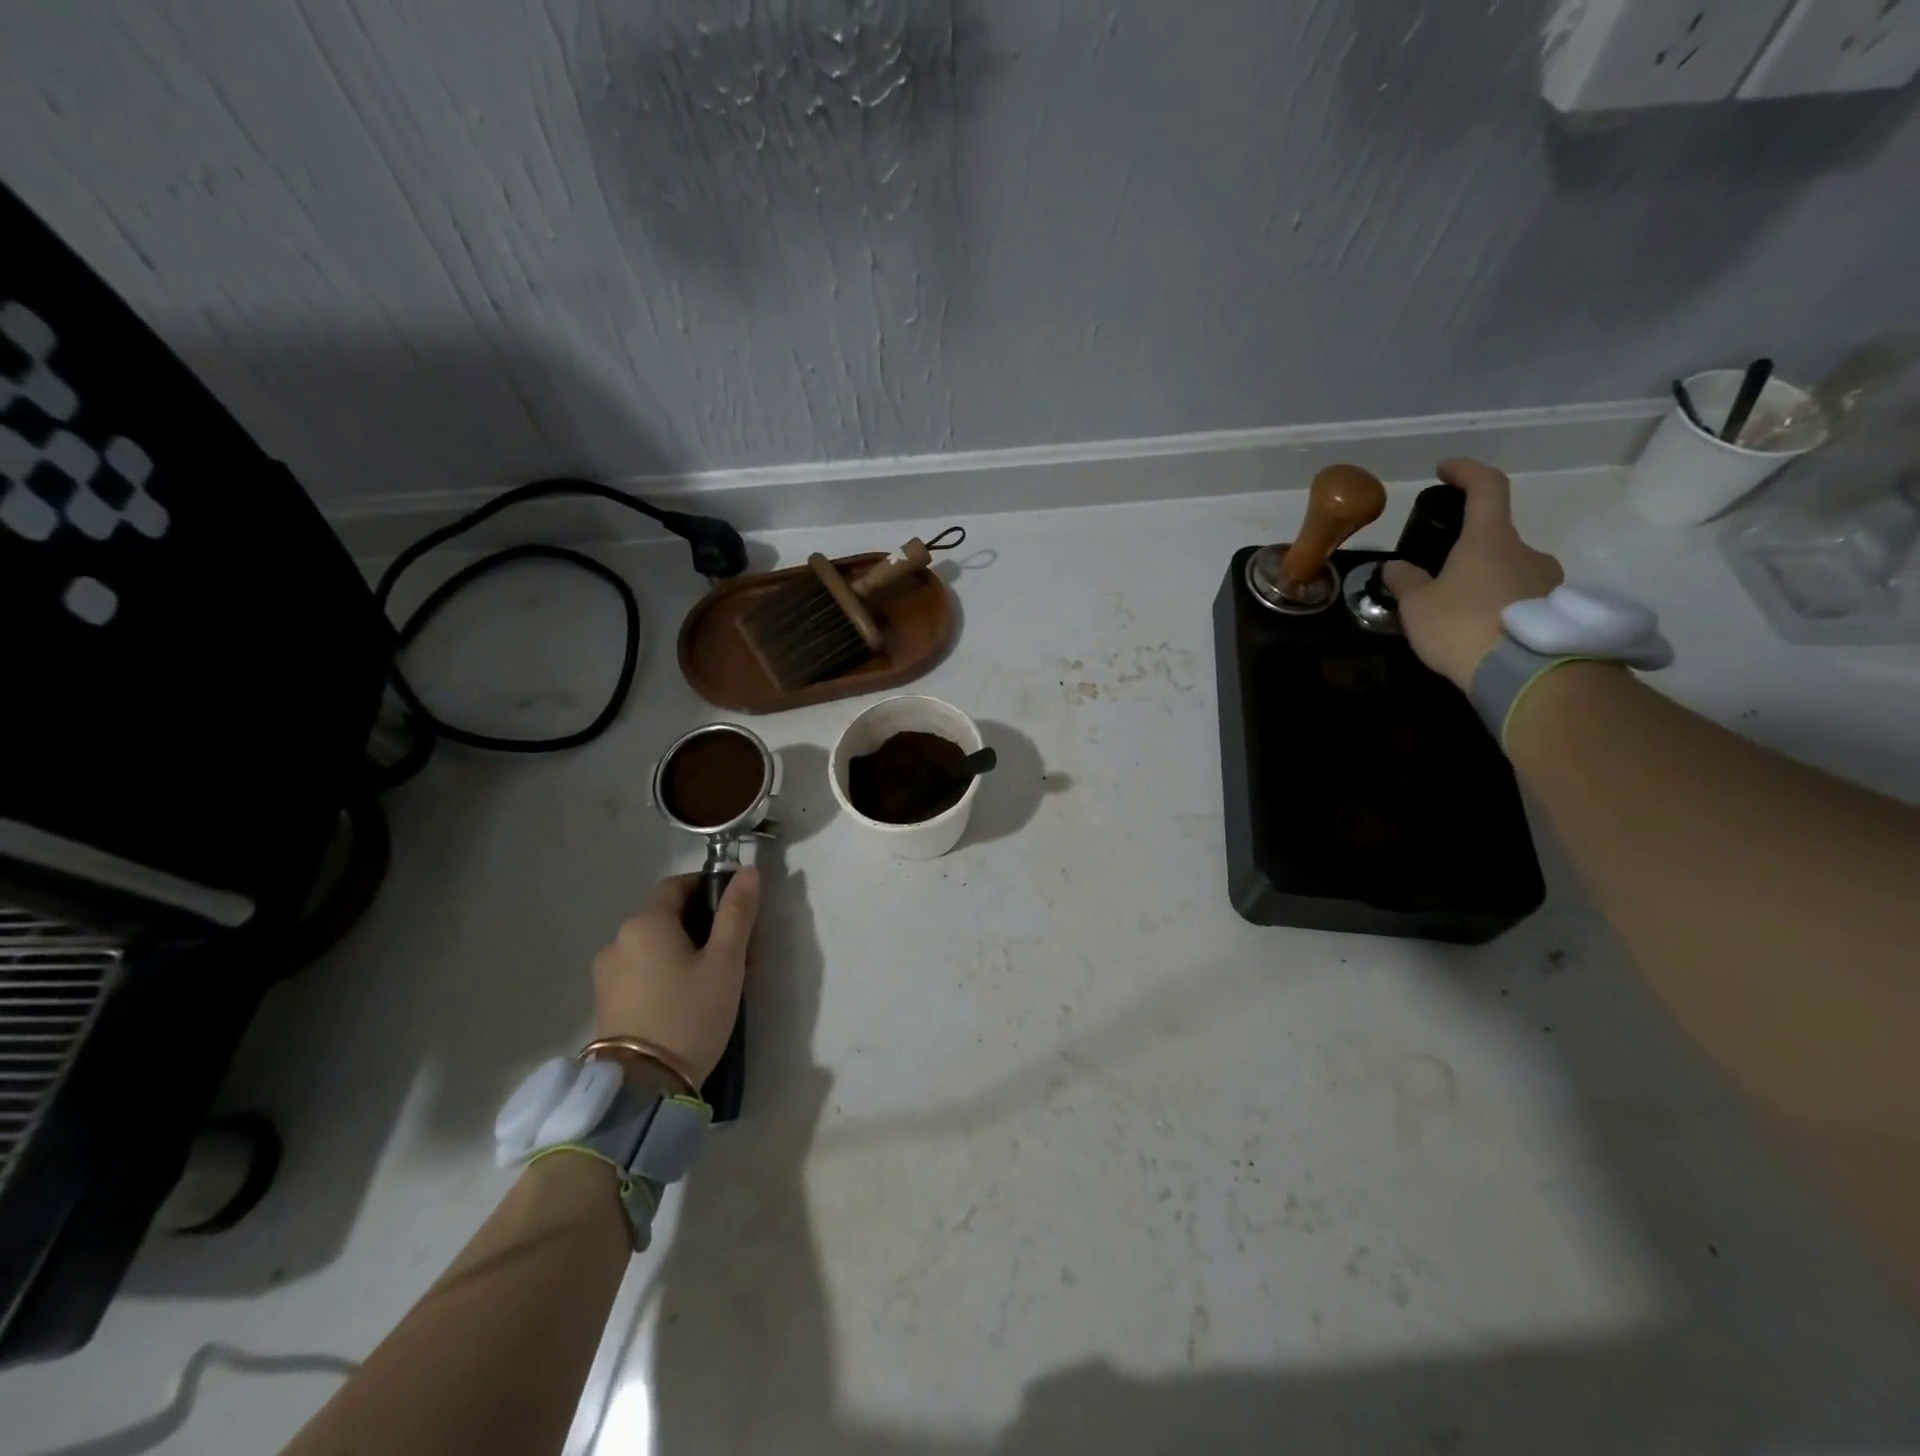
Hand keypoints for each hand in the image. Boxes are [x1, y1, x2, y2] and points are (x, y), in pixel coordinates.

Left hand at [590, 868, 759, 1083]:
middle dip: (708, 926)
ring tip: (723, 981)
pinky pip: (644, 971)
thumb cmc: (690, 1013)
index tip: (740, 910)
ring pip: (658, 947)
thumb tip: (748, 870)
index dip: (710, 888)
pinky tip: (693, 999)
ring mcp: (608, 973)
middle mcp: (618, 940)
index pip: (678, 885)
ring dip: (691, 952)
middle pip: (669, 917)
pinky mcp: (607, 1002)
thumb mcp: (725, 961)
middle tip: (742, 953)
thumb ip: (737, 912)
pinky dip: (670, 973)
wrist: (642, 1088)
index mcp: (645, 922)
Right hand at [1381, 458, 1564, 690]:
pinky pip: (1523, 602)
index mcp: (1490, 540)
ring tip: (1457, 617)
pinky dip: (1502, 610)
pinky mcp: (1558, 612)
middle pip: (1496, 539)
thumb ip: (1405, 582)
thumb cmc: (1462, 625)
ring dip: (1486, 586)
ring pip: (1511, 573)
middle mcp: (1527, 551)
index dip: (1466, 472)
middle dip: (1468, 554)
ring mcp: (1549, 581)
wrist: (1525, 673)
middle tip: (1438, 580)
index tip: (1446, 469)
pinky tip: (1481, 635)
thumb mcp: (1417, 606)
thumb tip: (1395, 566)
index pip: (1486, 488)